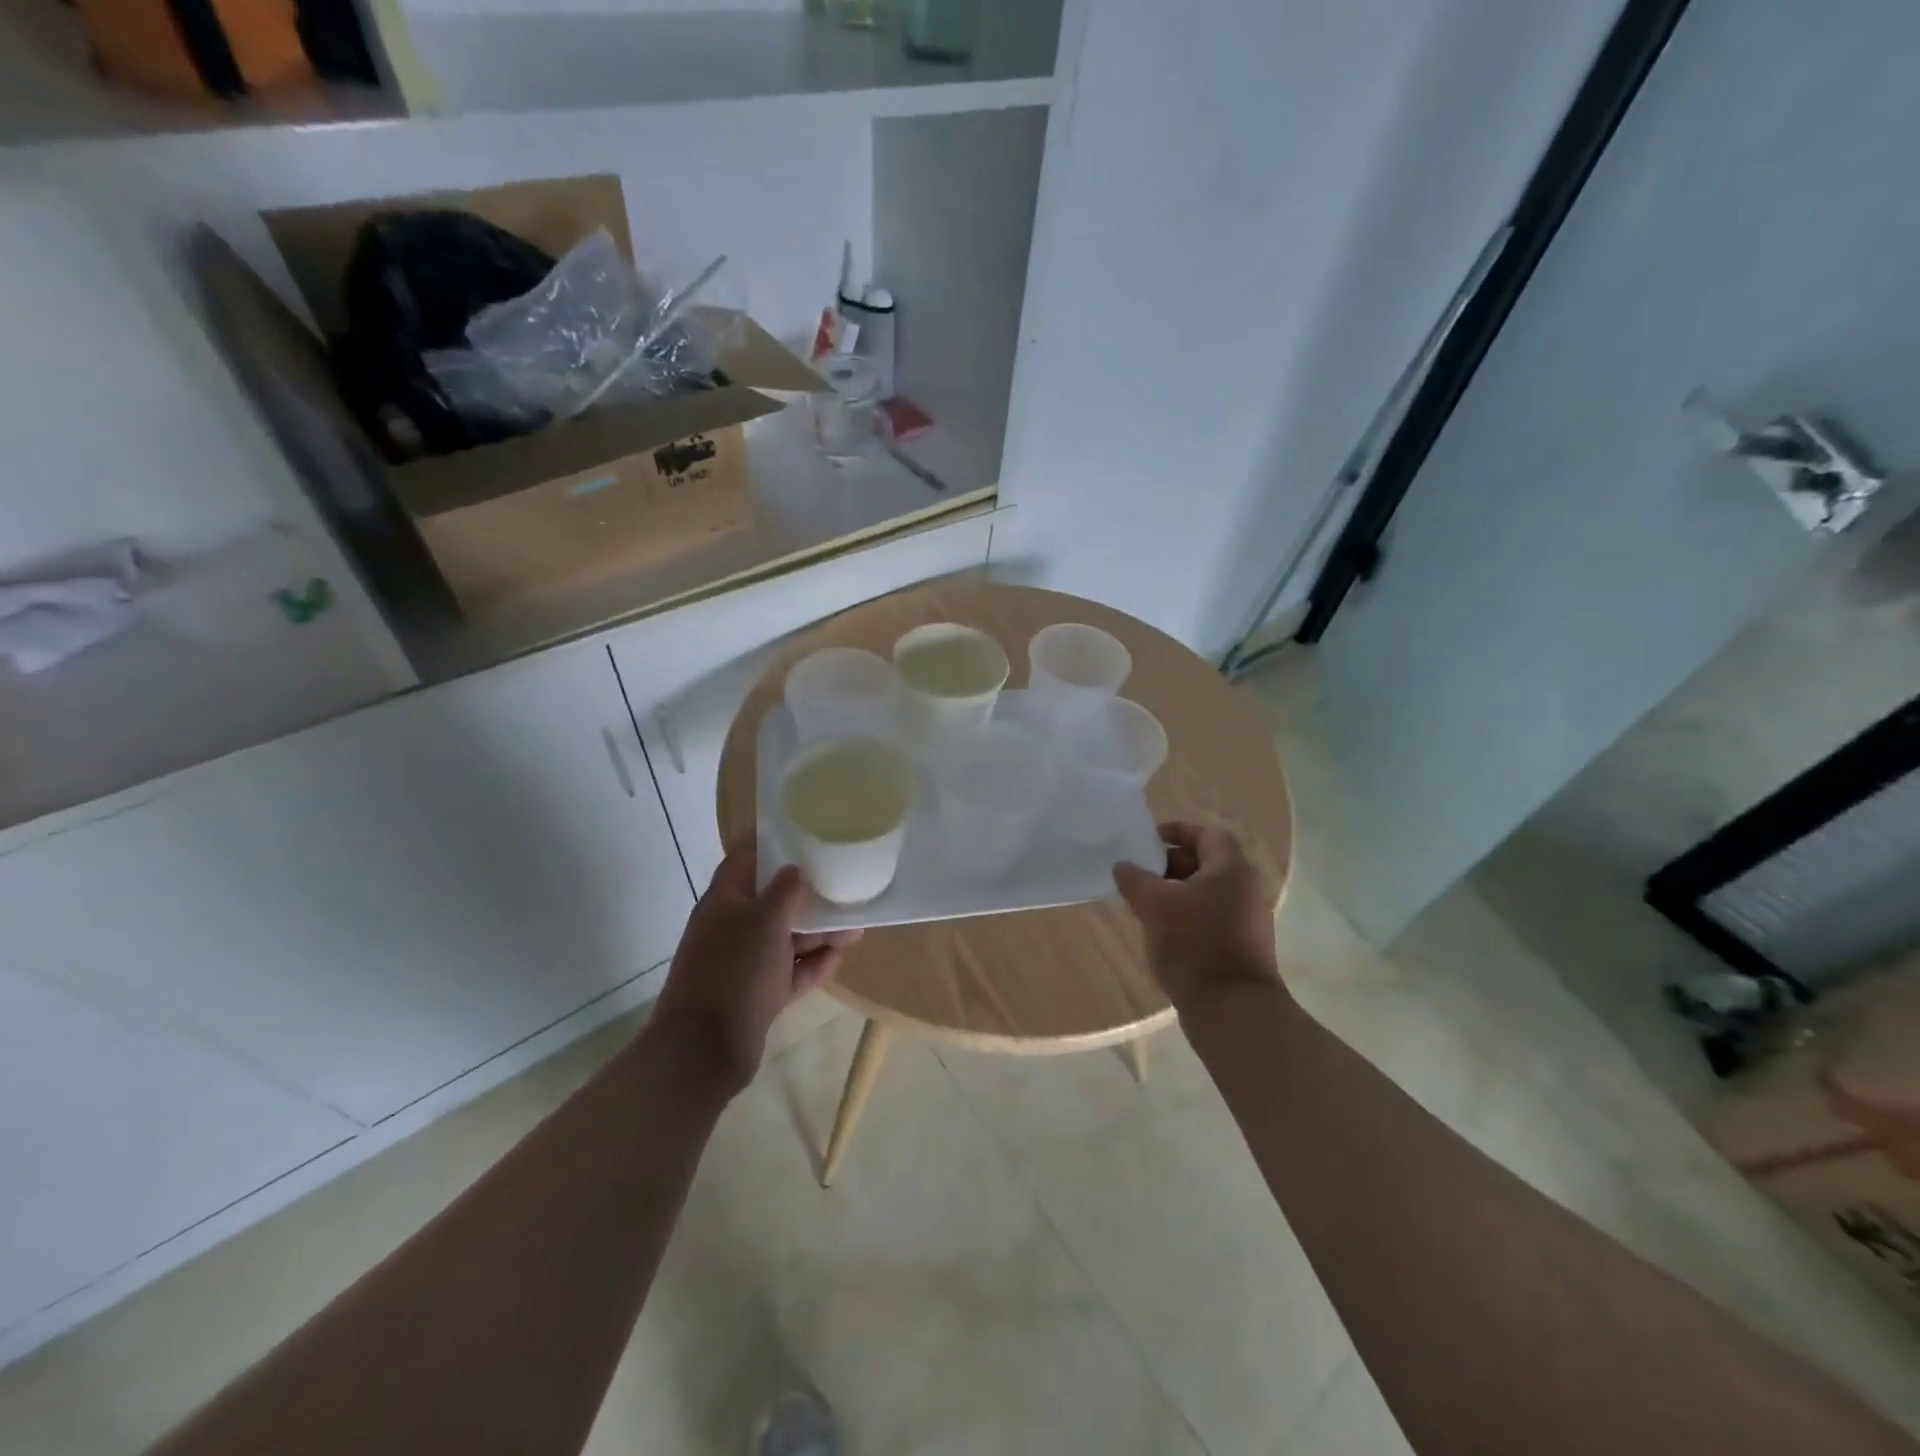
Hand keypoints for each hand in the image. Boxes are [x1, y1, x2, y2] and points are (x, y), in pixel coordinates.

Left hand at [648, 847, 860, 1094]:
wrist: (704, 1050)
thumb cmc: (735, 972)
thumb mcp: (765, 921)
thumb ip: (784, 891)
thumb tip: (793, 869)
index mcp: (723, 901)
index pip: (745, 859)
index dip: (770, 842)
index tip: (802, 830)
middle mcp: (730, 928)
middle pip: (771, 901)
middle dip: (806, 894)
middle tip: (840, 882)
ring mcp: (742, 964)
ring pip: (784, 939)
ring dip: (817, 933)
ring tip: (855, 926)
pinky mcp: (755, 995)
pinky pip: (788, 972)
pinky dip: (811, 964)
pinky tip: (840, 957)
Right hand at [1113, 822, 1278, 1015]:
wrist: (1232, 1010)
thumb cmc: (1194, 944)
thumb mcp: (1155, 905)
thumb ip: (1135, 879)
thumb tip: (1123, 865)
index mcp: (1232, 870)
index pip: (1208, 834)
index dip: (1178, 831)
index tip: (1149, 841)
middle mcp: (1246, 890)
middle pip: (1207, 864)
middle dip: (1171, 865)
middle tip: (1140, 875)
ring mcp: (1248, 921)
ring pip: (1207, 894)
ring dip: (1176, 894)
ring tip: (1144, 906)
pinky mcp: (1242, 948)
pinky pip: (1212, 919)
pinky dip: (1187, 918)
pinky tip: (1162, 934)